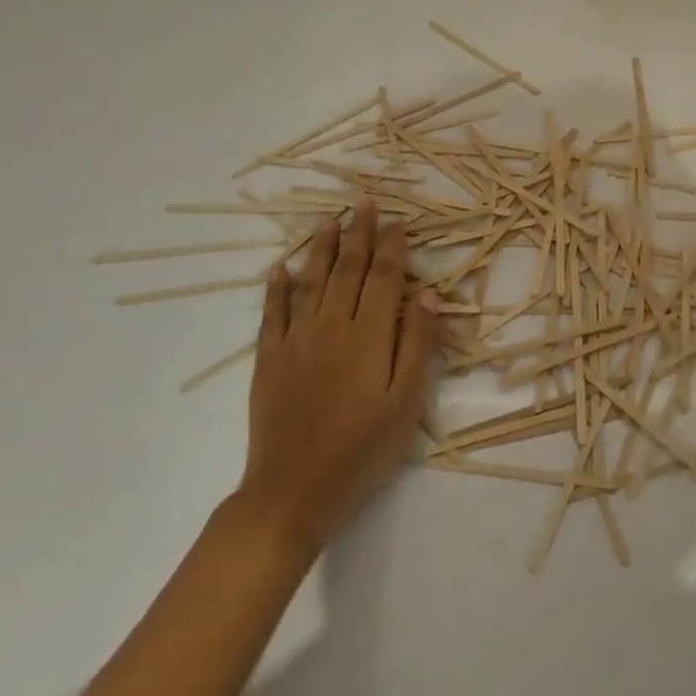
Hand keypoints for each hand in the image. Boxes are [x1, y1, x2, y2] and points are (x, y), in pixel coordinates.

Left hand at [236, 201, 437, 561]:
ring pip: (311, 282)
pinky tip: (279, 269)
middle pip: (348, 270)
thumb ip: (417, 345)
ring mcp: (296, 342)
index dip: (392, 247)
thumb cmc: (362, 451)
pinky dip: (276, 288)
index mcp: (369, 336)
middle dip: (359, 234)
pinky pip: (272, 314)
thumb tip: (426, 294)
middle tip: (365, 202)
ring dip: (321, 248)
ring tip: (329, 220)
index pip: (384, 278)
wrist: (292, 493)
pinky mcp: (269, 360)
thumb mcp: (406, 403)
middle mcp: (332, 327)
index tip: (397, 220)